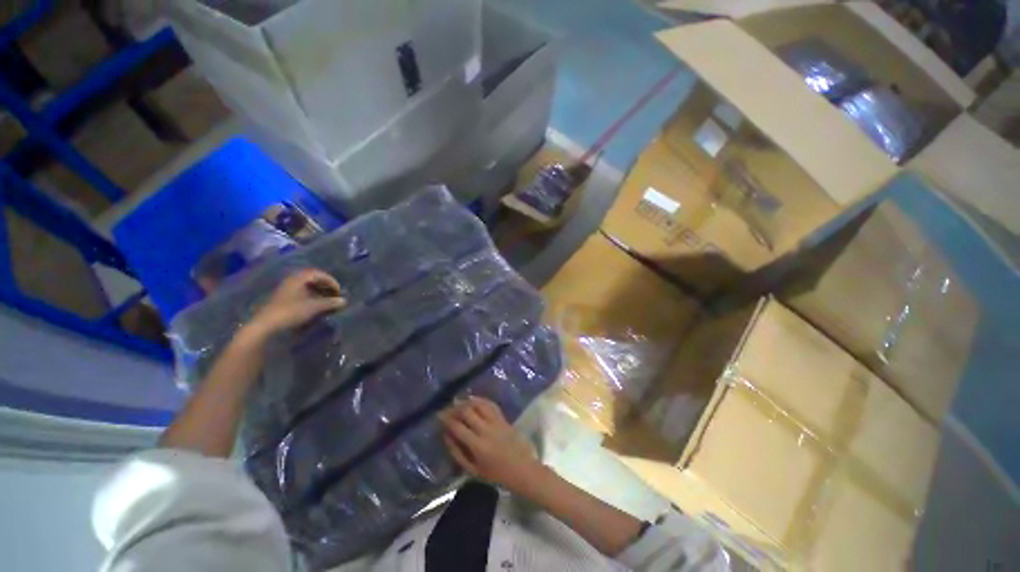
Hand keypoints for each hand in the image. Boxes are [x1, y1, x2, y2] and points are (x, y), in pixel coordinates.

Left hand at [244, 269, 345, 340]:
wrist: (266, 327)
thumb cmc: (291, 312)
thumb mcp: (314, 307)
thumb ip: (331, 302)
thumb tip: (344, 301)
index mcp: (297, 279)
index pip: (318, 273)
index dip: (330, 281)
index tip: (338, 291)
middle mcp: (291, 283)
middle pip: (312, 280)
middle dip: (326, 287)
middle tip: (335, 297)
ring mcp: (286, 293)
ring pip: (307, 289)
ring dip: (320, 295)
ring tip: (328, 304)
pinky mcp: (284, 303)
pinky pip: (302, 297)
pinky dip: (312, 301)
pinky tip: (317, 309)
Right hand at [440, 397, 547, 495]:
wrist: (522, 469)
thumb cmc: (496, 474)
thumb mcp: (473, 470)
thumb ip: (458, 453)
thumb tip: (446, 436)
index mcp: (477, 446)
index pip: (458, 427)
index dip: (446, 419)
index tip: (439, 415)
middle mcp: (486, 430)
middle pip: (468, 412)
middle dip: (455, 408)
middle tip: (447, 408)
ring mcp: (496, 422)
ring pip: (479, 404)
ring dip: (467, 401)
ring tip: (458, 402)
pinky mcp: (503, 418)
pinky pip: (490, 404)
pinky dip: (480, 400)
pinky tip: (473, 400)